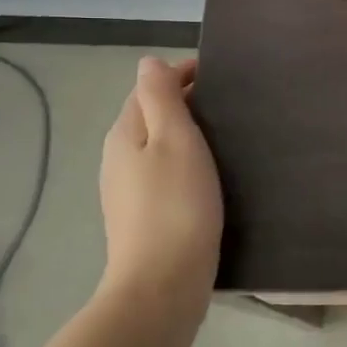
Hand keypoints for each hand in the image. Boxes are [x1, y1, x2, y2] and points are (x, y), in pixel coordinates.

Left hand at [97, 56, 223, 314]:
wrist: (163, 284)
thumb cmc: (176, 204)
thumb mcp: (174, 139)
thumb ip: (161, 97)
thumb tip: (148, 62)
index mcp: (124, 134)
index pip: (148, 89)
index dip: (180, 74)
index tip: (218, 72)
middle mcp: (118, 158)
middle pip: (149, 116)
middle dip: (183, 101)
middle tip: (228, 101)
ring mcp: (126, 191)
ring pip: (155, 146)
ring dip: (183, 133)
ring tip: (224, 133)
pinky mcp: (141, 217)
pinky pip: (162, 173)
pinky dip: (183, 161)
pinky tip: (208, 174)